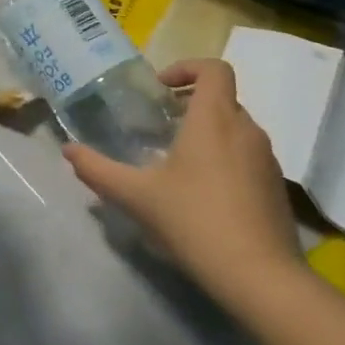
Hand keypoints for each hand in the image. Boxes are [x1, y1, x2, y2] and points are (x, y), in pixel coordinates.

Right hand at [64, 59, 302, 306]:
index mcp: (214, 119)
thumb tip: (68, 150)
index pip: (214, 69)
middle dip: (190, 104)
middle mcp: (246, 130)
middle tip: (159, 126)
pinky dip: (225, 159)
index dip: (187, 67)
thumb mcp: (135, 195)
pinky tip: (202, 194)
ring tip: (176, 161)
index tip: (160, 89)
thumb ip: (97, 169)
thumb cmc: (194, 220)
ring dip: (207, 132)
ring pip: (236, 128)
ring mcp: (267, 160)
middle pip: (222, 98)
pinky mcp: (276, 188)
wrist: (260, 277)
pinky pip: (248, 156)